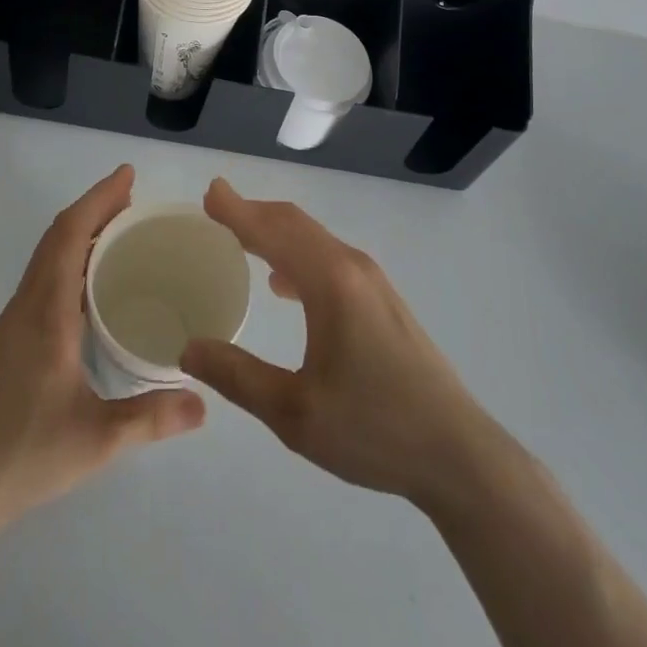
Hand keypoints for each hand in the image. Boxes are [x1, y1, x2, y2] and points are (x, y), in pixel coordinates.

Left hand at [0, 165, 204, 529]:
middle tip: (132, 202)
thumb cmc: (24, 455)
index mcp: (46, 314)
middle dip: (93, 210)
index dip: (98, 199)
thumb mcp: (98, 441)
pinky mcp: (0, 346)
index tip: (126, 176)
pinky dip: (65, 265)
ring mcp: (7, 326)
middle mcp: (24, 307)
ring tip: (115, 239)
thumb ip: (152, 419)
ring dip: (77, 238)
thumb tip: (202, 403)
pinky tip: (84, 295)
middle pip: (56, 239)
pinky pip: (37, 285)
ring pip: (43, 261)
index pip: (69, 235)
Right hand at [181, 178, 509, 509]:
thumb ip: (238, 376)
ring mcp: (372, 281)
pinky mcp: (382, 300)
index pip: (274, 231)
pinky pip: (329, 259)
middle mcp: (352, 267)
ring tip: (240, 239)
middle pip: (295, 224)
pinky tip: (282, 284)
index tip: (210, 192)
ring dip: (275, 232)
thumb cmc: (373, 429)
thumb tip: (189, 349)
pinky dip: (297, 255)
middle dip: (254, 213)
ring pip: (314, 240)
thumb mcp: (294, 413)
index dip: (238, 210)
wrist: (457, 453)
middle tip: (216, 208)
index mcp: (330, 282)